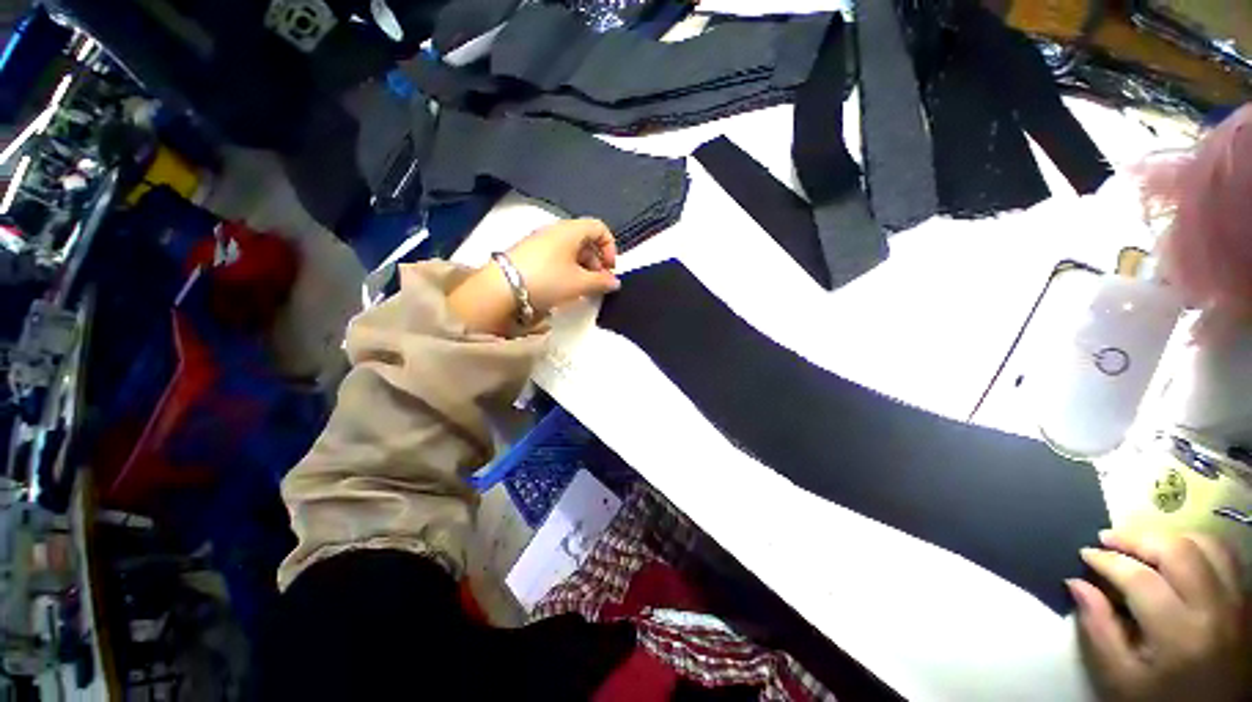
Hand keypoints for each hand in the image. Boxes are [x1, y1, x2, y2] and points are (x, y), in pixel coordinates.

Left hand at [449, 219, 619, 335]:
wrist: (502, 288)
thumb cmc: (548, 280)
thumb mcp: (580, 283)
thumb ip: (601, 282)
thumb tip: (614, 282)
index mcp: (570, 230)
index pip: (599, 227)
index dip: (610, 246)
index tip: (610, 269)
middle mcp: (555, 230)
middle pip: (585, 239)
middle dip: (596, 261)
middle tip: (598, 282)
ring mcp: (539, 241)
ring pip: (570, 249)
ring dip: (582, 267)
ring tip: (582, 288)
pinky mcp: (528, 253)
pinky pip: (555, 256)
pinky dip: (566, 269)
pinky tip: (563, 287)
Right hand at [1069, 531, 1249, 701]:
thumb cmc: (1157, 698)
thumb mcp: (1120, 677)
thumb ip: (1099, 629)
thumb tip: (1076, 583)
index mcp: (1178, 635)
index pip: (1140, 579)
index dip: (1107, 561)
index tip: (1084, 554)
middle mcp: (1212, 610)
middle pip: (1177, 551)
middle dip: (1137, 538)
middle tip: (1108, 539)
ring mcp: (1236, 602)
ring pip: (1205, 544)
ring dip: (1168, 537)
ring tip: (1142, 545)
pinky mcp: (1245, 598)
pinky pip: (1225, 555)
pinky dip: (1196, 545)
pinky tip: (1177, 554)